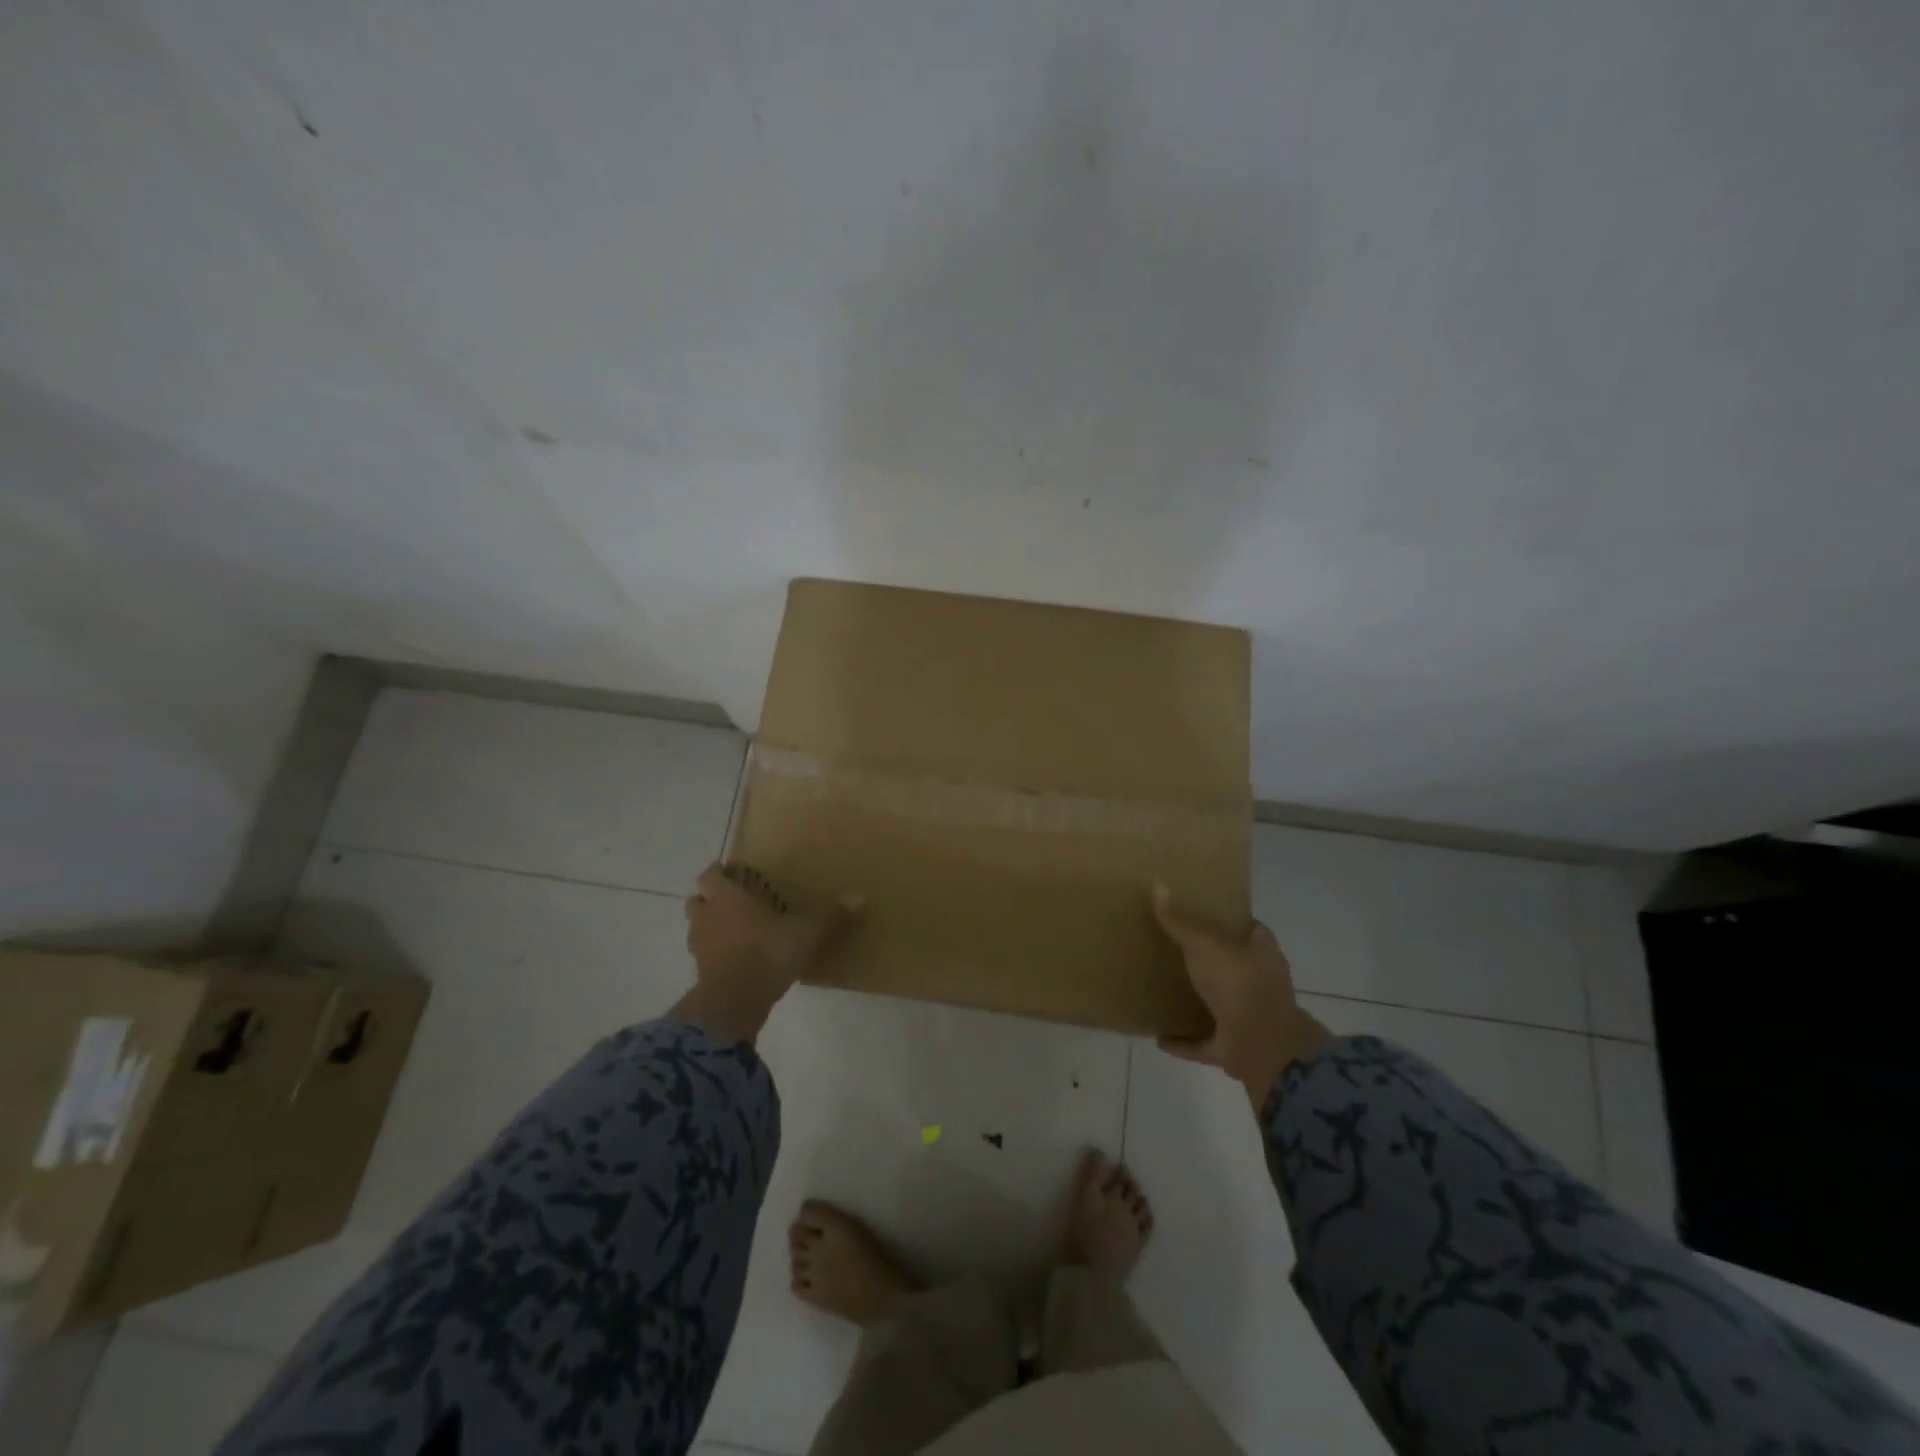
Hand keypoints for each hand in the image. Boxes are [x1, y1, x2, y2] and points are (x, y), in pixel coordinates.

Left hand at [674, 864, 861, 1044]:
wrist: (733, 1004)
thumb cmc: (766, 953)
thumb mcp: (806, 932)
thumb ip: (829, 915)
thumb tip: (860, 897)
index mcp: (726, 898)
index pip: (710, 876)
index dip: (719, 873)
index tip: (733, 874)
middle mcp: (707, 918)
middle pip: (696, 900)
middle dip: (711, 899)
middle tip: (736, 901)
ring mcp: (700, 948)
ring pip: (698, 928)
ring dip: (711, 927)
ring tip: (738, 930)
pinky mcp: (702, 974)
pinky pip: (706, 956)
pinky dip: (717, 954)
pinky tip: (739, 959)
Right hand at [1150, 884, 1333, 1104]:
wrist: (1262, 1048)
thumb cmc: (1239, 983)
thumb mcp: (1204, 944)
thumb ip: (1180, 921)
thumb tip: (1157, 885)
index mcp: (1262, 952)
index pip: (1249, 927)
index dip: (1227, 918)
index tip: (1198, 911)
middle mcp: (1259, 982)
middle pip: (1231, 964)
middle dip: (1208, 960)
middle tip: (1171, 945)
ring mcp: (1248, 1017)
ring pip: (1219, 1003)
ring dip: (1197, 1000)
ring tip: (1163, 987)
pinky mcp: (1233, 1047)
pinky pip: (1203, 1040)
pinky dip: (1184, 1040)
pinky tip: (1159, 1036)